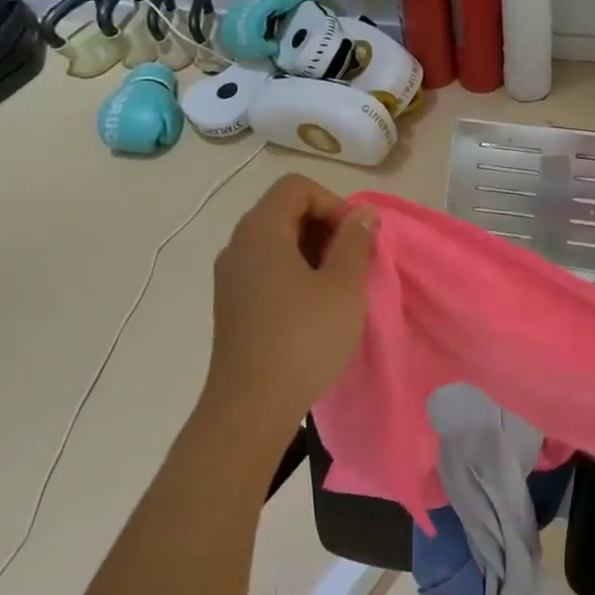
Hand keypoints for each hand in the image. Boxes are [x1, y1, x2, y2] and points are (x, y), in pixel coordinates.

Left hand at [203, 174, 375, 433]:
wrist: (250, 407)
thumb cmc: (303, 339)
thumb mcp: (343, 286)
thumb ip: (355, 242)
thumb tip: (363, 214)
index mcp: (260, 232)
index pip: (296, 187)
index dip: (333, 203)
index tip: (354, 240)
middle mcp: (238, 246)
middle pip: (285, 211)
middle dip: (326, 228)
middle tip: (354, 263)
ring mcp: (231, 277)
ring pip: (277, 243)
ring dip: (314, 253)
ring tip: (340, 288)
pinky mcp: (233, 305)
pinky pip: (267, 270)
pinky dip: (296, 274)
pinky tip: (317, 308)